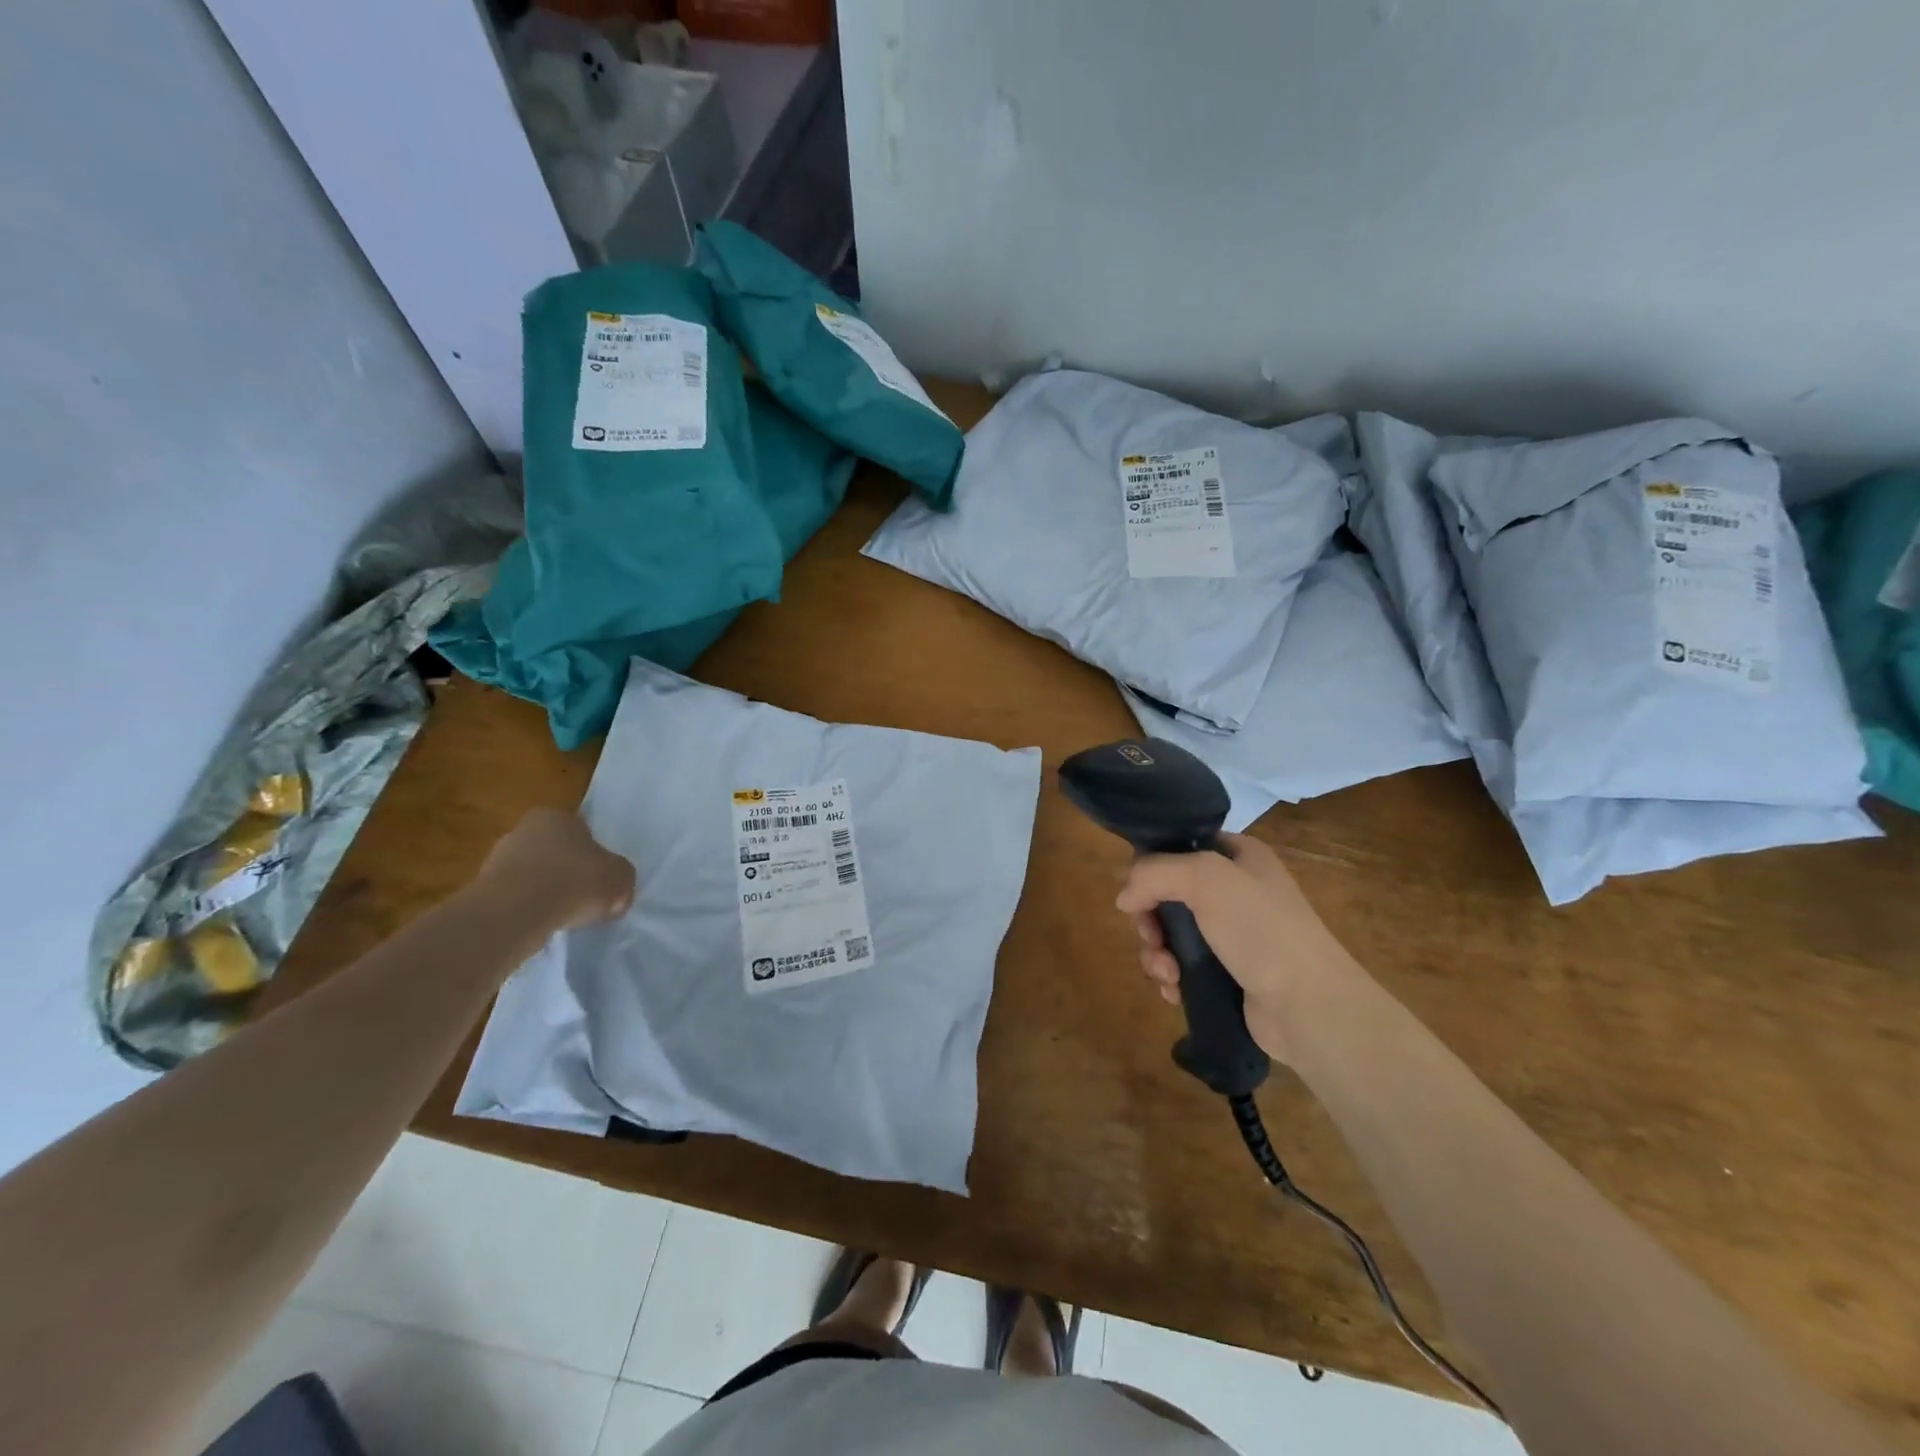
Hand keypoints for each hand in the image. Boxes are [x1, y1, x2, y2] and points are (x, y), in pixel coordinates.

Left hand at [475, 809, 636, 930]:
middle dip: (569, 873)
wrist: (515, 914)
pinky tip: (541, 925)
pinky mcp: (481, 891)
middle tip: (586, 898)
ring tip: (563, 917)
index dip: (596, 856)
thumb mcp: (621, 878)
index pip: (582, 832)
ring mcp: (497, 860)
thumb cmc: (575, 882)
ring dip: (547, 893)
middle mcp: (523, 830)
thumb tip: (615, 895)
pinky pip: (516, 899)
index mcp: (556, 815)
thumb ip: (621, 880)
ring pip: (534, 876)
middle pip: (555, 852)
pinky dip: (529, 910)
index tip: (602, 879)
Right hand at [1115, 834, 1353, 1062]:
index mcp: (1238, 856)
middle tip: (1152, 939)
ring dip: (1156, 954)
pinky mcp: (1225, 973)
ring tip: (1167, 975)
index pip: (1180, 845)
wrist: (1308, 1005)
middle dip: (1150, 920)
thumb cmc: (1260, 928)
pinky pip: (1181, 966)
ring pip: (1169, 933)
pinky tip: (1174, 991)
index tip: (1136, 890)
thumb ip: (1154, 873)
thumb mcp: (1205, 878)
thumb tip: (1123, 897)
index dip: (1152, 865)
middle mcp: (1234, 890)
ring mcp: (1230, 934)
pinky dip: (1170, 977)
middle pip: (1166, 893)